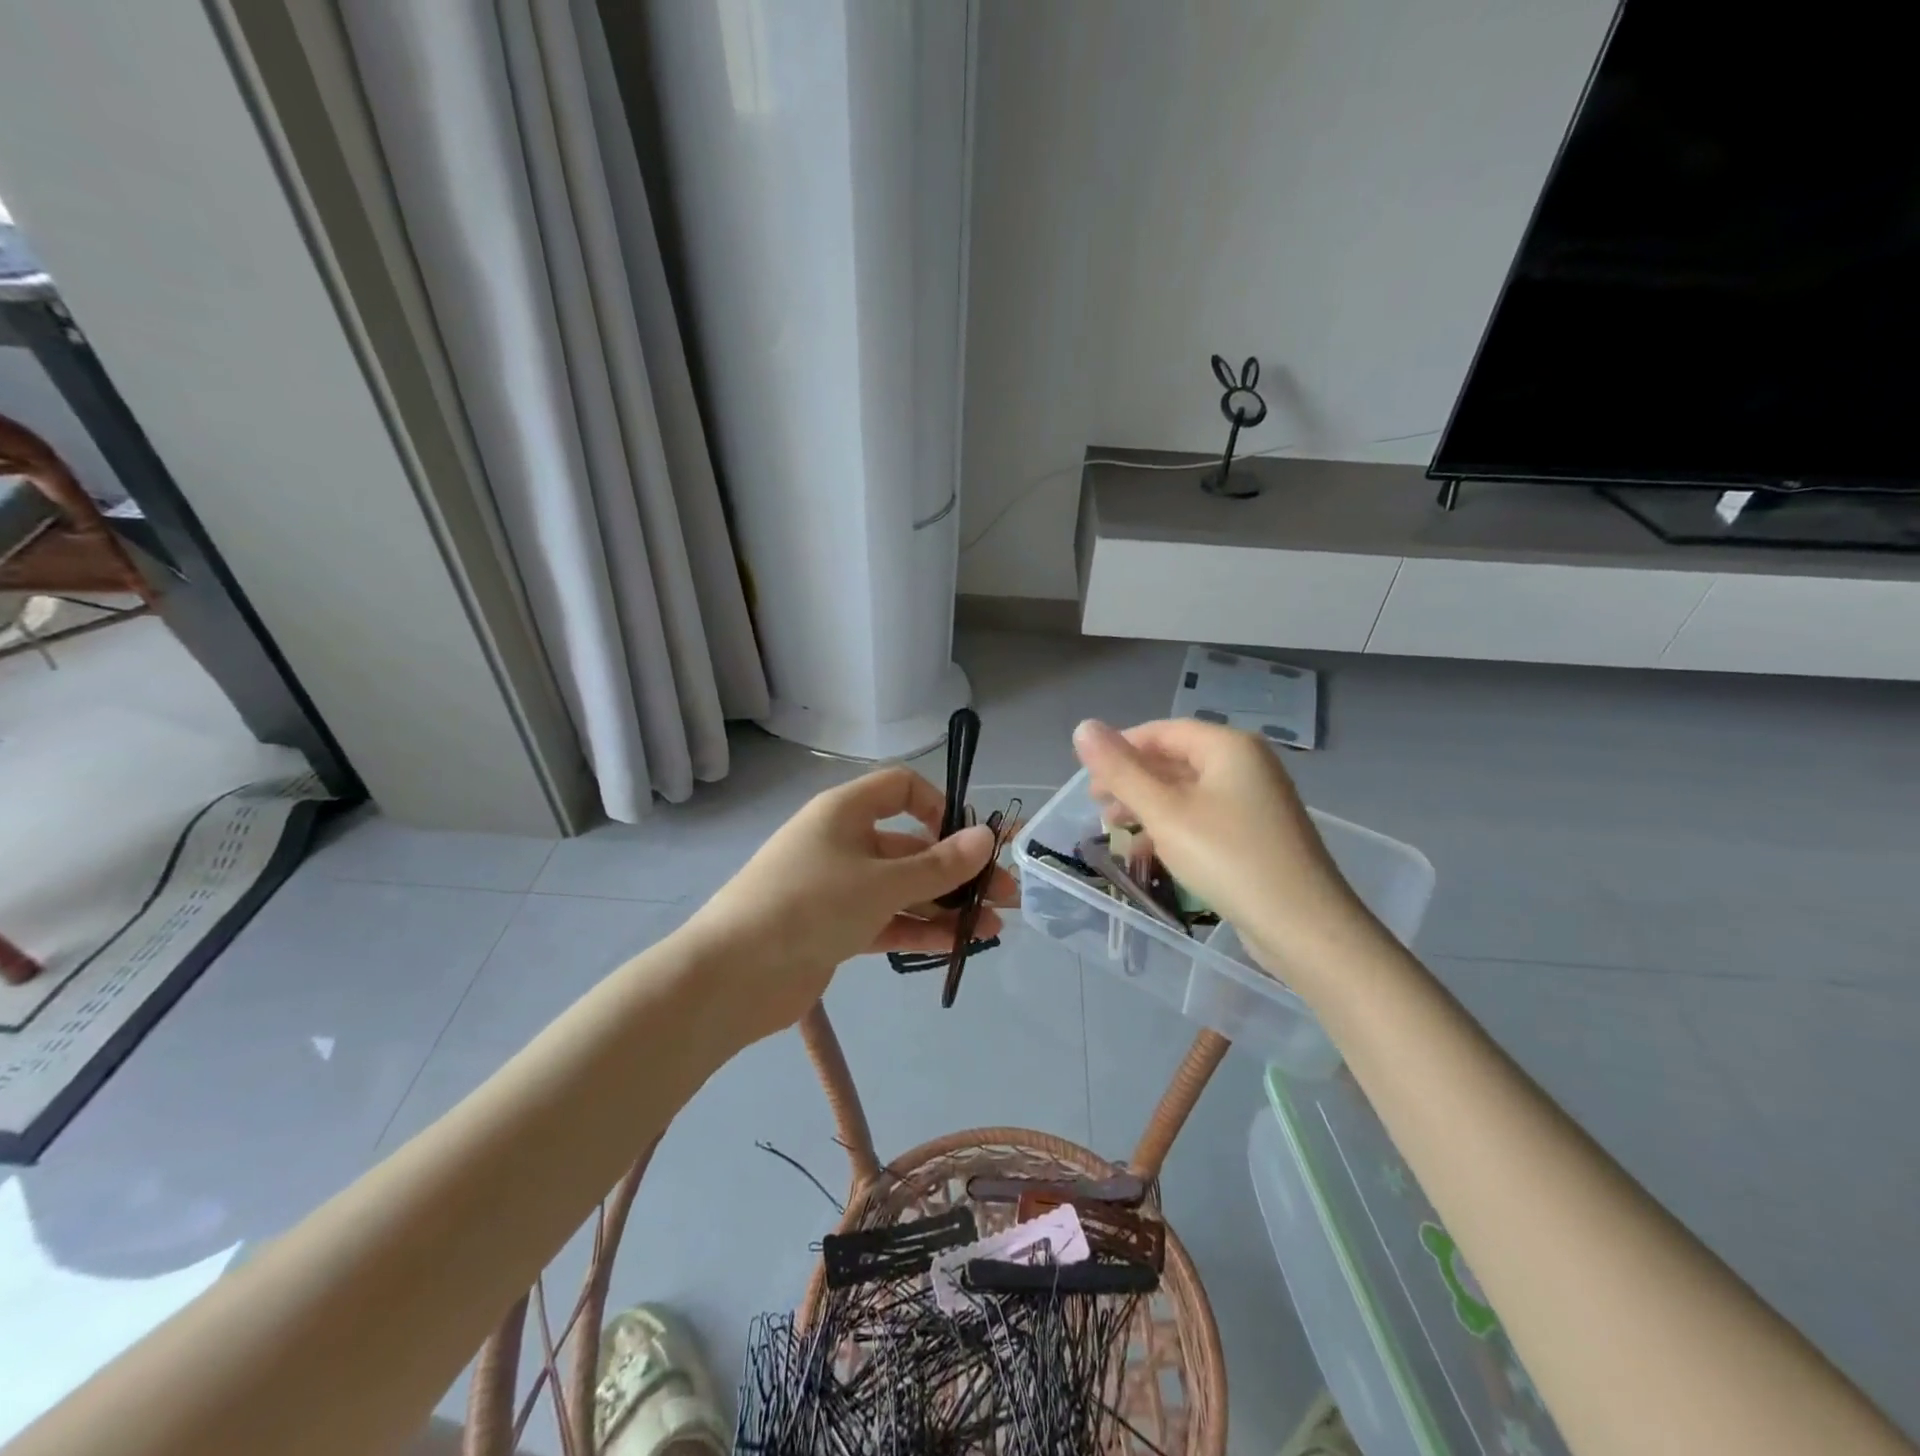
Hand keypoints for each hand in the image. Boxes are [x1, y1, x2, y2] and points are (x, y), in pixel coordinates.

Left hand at [680, 766, 1017, 1042]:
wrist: (731, 977)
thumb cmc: (808, 905)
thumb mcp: (880, 882)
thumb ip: (938, 865)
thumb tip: (986, 838)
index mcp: (845, 812)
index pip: (900, 788)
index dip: (939, 806)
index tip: (968, 839)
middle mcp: (844, 843)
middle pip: (911, 846)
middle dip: (958, 869)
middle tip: (1006, 895)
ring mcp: (839, 888)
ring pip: (904, 888)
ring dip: (947, 905)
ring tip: (994, 927)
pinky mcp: (837, 928)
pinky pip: (888, 920)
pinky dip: (921, 930)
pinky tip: (961, 945)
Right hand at [1072, 718, 1383, 988]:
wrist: (1304, 926)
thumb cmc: (1228, 858)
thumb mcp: (1164, 812)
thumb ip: (1121, 770)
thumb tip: (1083, 727)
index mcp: (1228, 747)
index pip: (1162, 731)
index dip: (1120, 748)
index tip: (1087, 778)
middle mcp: (1245, 764)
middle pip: (1174, 759)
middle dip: (1132, 781)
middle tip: (1097, 807)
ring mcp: (1255, 800)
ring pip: (1187, 791)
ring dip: (1147, 806)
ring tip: (1115, 829)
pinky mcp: (1257, 833)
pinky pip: (1204, 816)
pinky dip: (1172, 826)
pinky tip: (1149, 851)